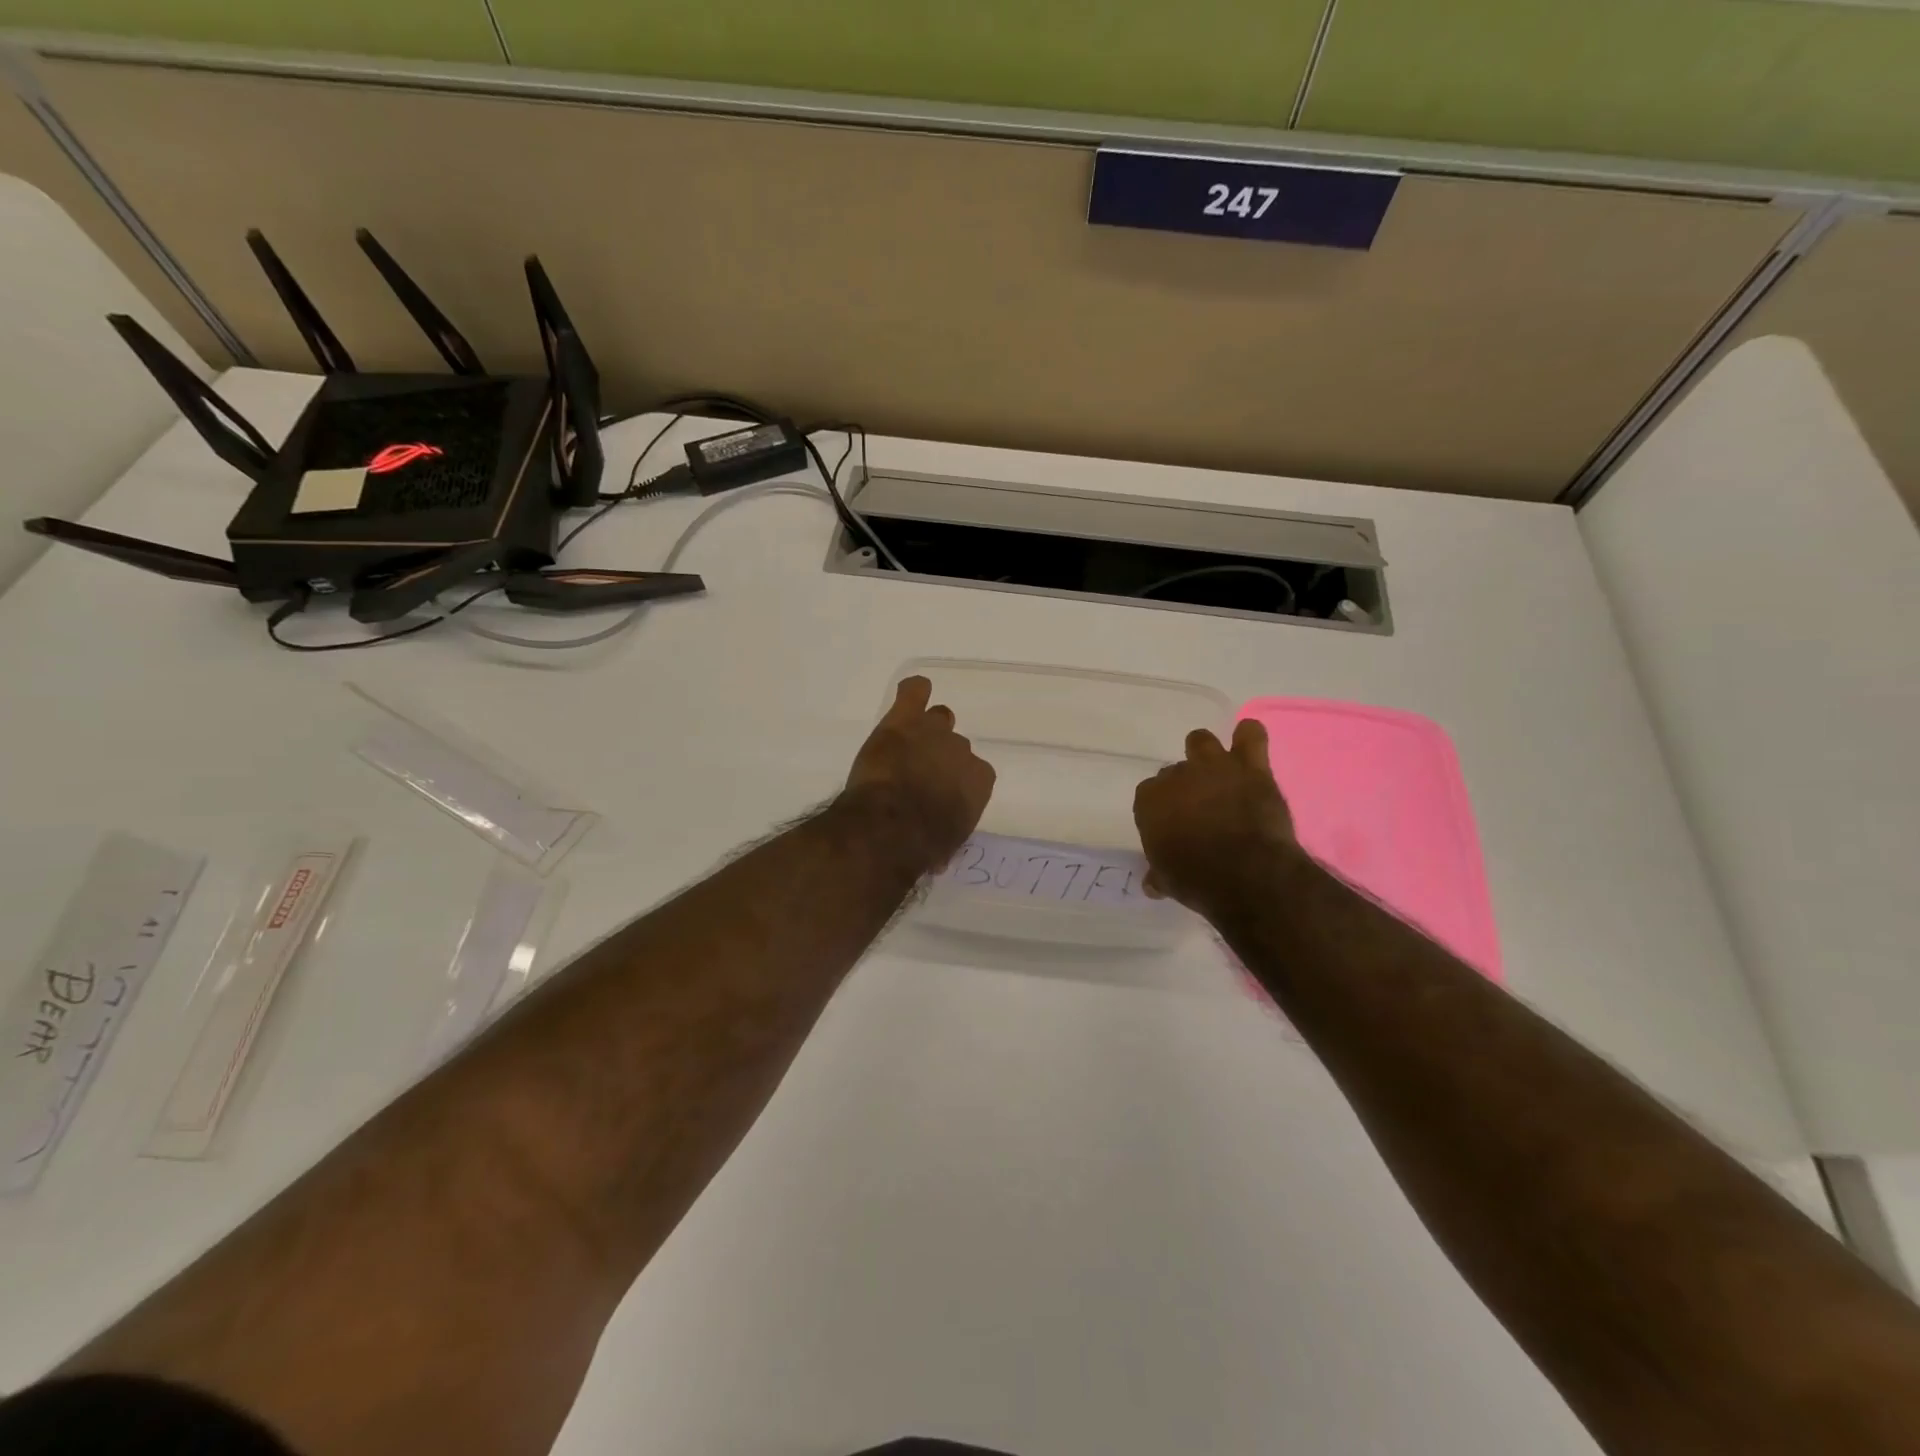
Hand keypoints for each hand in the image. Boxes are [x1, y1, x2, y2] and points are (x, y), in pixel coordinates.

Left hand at [842, 675, 996, 868]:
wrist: (890, 827)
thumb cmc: (921, 845)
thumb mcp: (947, 842)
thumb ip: (950, 824)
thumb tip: (940, 835)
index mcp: (979, 781)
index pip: (975, 773)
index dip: (956, 782)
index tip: (941, 793)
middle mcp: (962, 750)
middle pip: (955, 746)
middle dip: (939, 758)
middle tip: (917, 774)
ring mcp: (933, 731)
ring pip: (938, 719)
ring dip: (926, 730)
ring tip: (908, 744)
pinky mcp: (902, 720)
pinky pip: (914, 691)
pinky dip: (913, 692)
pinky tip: (910, 695)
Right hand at [1133, 719, 1299, 914]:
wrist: (1247, 875)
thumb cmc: (1197, 881)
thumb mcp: (1168, 881)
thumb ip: (1158, 873)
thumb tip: (1153, 882)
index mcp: (1150, 801)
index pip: (1149, 794)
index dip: (1162, 808)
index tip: (1172, 824)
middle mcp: (1177, 776)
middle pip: (1174, 770)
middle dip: (1185, 786)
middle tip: (1199, 808)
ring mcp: (1214, 767)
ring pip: (1201, 741)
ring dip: (1206, 754)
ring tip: (1218, 773)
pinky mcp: (1251, 767)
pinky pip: (1250, 734)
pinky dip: (1248, 736)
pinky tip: (1248, 745)